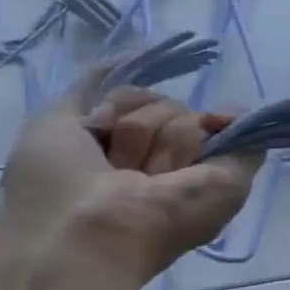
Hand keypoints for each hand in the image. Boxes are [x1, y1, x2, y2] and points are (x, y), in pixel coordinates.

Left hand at [0, 79, 259, 282]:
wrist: (88, 234)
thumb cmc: (57, 188)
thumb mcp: (53, 126)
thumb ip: (90, 90)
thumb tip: (130, 55)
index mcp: (128, 151)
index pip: (139, 103)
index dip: (124, 105)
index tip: (105, 122)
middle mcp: (166, 157)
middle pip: (162, 104)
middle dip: (135, 127)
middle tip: (119, 167)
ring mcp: (201, 164)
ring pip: (186, 115)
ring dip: (158, 142)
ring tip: (146, 177)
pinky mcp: (234, 171)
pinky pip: (236, 124)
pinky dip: (228, 122)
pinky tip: (213, 130)